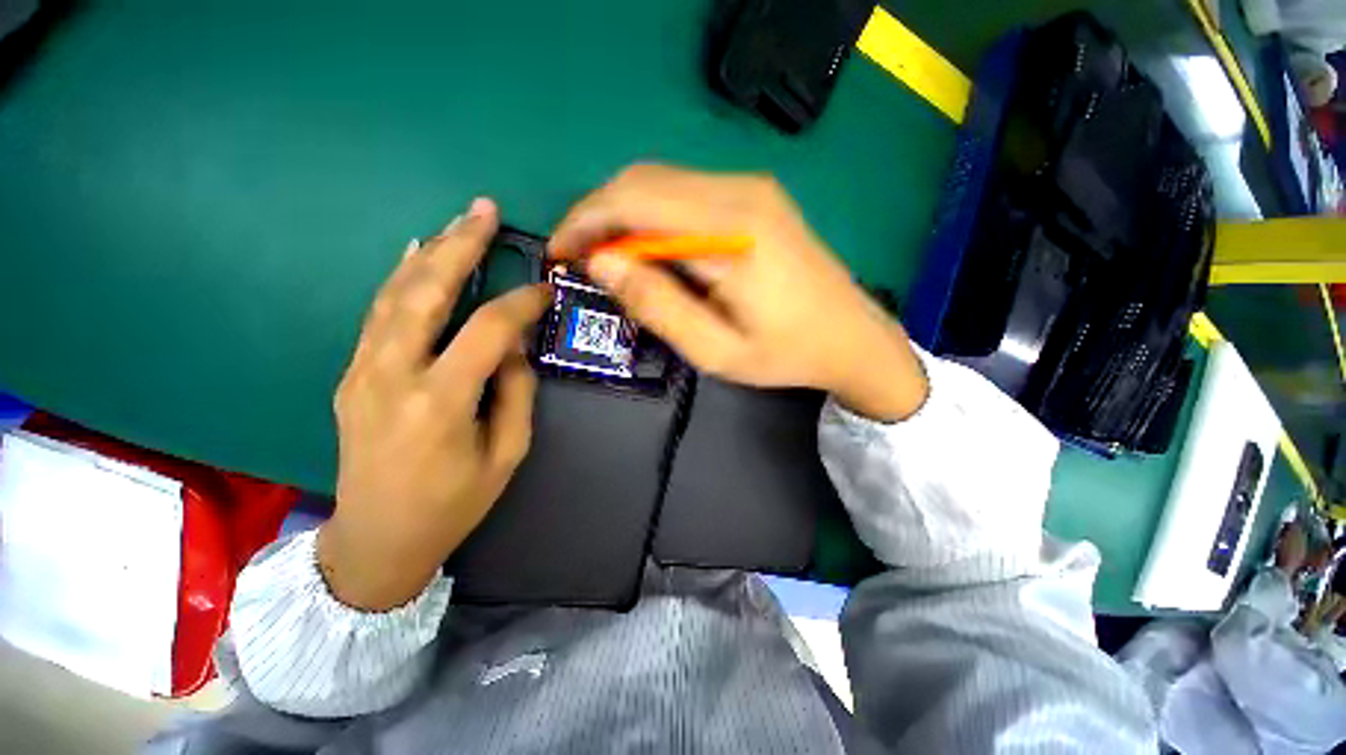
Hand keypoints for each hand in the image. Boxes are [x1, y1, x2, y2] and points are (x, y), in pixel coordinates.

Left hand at [318, 198, 549, 611]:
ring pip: (395, 296)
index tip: (545, 289)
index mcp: (439, 402)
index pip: (486, 330)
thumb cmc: (452, 505)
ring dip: (429, 253)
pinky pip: (378, 315)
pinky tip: (415, 255)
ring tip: (456, 223)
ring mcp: (362, 372)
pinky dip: (400, 280)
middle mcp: (392, 376)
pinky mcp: (352, 375)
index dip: (520, 303)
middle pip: (426, 293)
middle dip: (459, 246)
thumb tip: (513, 346)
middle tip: (484, 211)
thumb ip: (515, 392)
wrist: (375, 540)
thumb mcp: (507, 454)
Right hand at [550, 164, 928, 420]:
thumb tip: (603, 262)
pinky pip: (685, 193)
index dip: (586, 223)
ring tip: (609, 259)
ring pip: (661, 183)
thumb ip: (657, 305)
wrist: (851, 338)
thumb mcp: (714, 349)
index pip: (635, 201)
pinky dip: (653, 217)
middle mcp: (740, 192)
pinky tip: (650, 250)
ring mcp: (751, 188)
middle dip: (599, 216)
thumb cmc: (785, 353)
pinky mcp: (754, 197)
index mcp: (732, 230)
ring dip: (624, 216)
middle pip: (644, 181)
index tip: (561, 254)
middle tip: (580, 259)